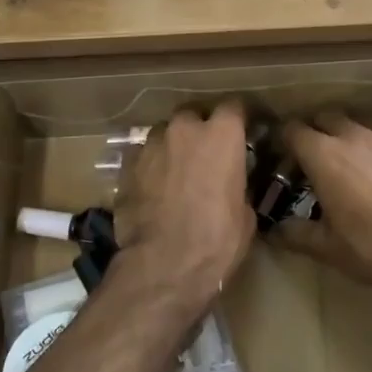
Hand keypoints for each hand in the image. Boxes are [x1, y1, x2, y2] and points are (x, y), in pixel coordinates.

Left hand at [115, 101, 254, 313]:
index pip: (233, 106)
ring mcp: (150, 145)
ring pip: (163, 133)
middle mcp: (184, 129)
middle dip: (199, 129)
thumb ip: (237, 184)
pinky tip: (153, 188)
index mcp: (222, 135)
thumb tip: (231, 184)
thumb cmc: (217, 239)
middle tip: (205, 153)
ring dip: (171, 146)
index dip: (237, 118)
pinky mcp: (126, 167)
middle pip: (193, 115)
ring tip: (175, 171)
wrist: (164, 265)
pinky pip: (142, 156)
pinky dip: (150, 166)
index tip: (241, 131)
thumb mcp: (245, 212)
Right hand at [271, 115, 371, 305]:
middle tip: (318, 158)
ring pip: (362, 122)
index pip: (293, 130)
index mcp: (323, 156)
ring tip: (356, 158)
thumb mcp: (327, 248)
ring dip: (352, 135)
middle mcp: (353, 136)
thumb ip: (295, 234)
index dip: (285, 140)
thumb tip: (274, 231)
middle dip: (318, 132)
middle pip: (326, 117)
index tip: (285, 155)